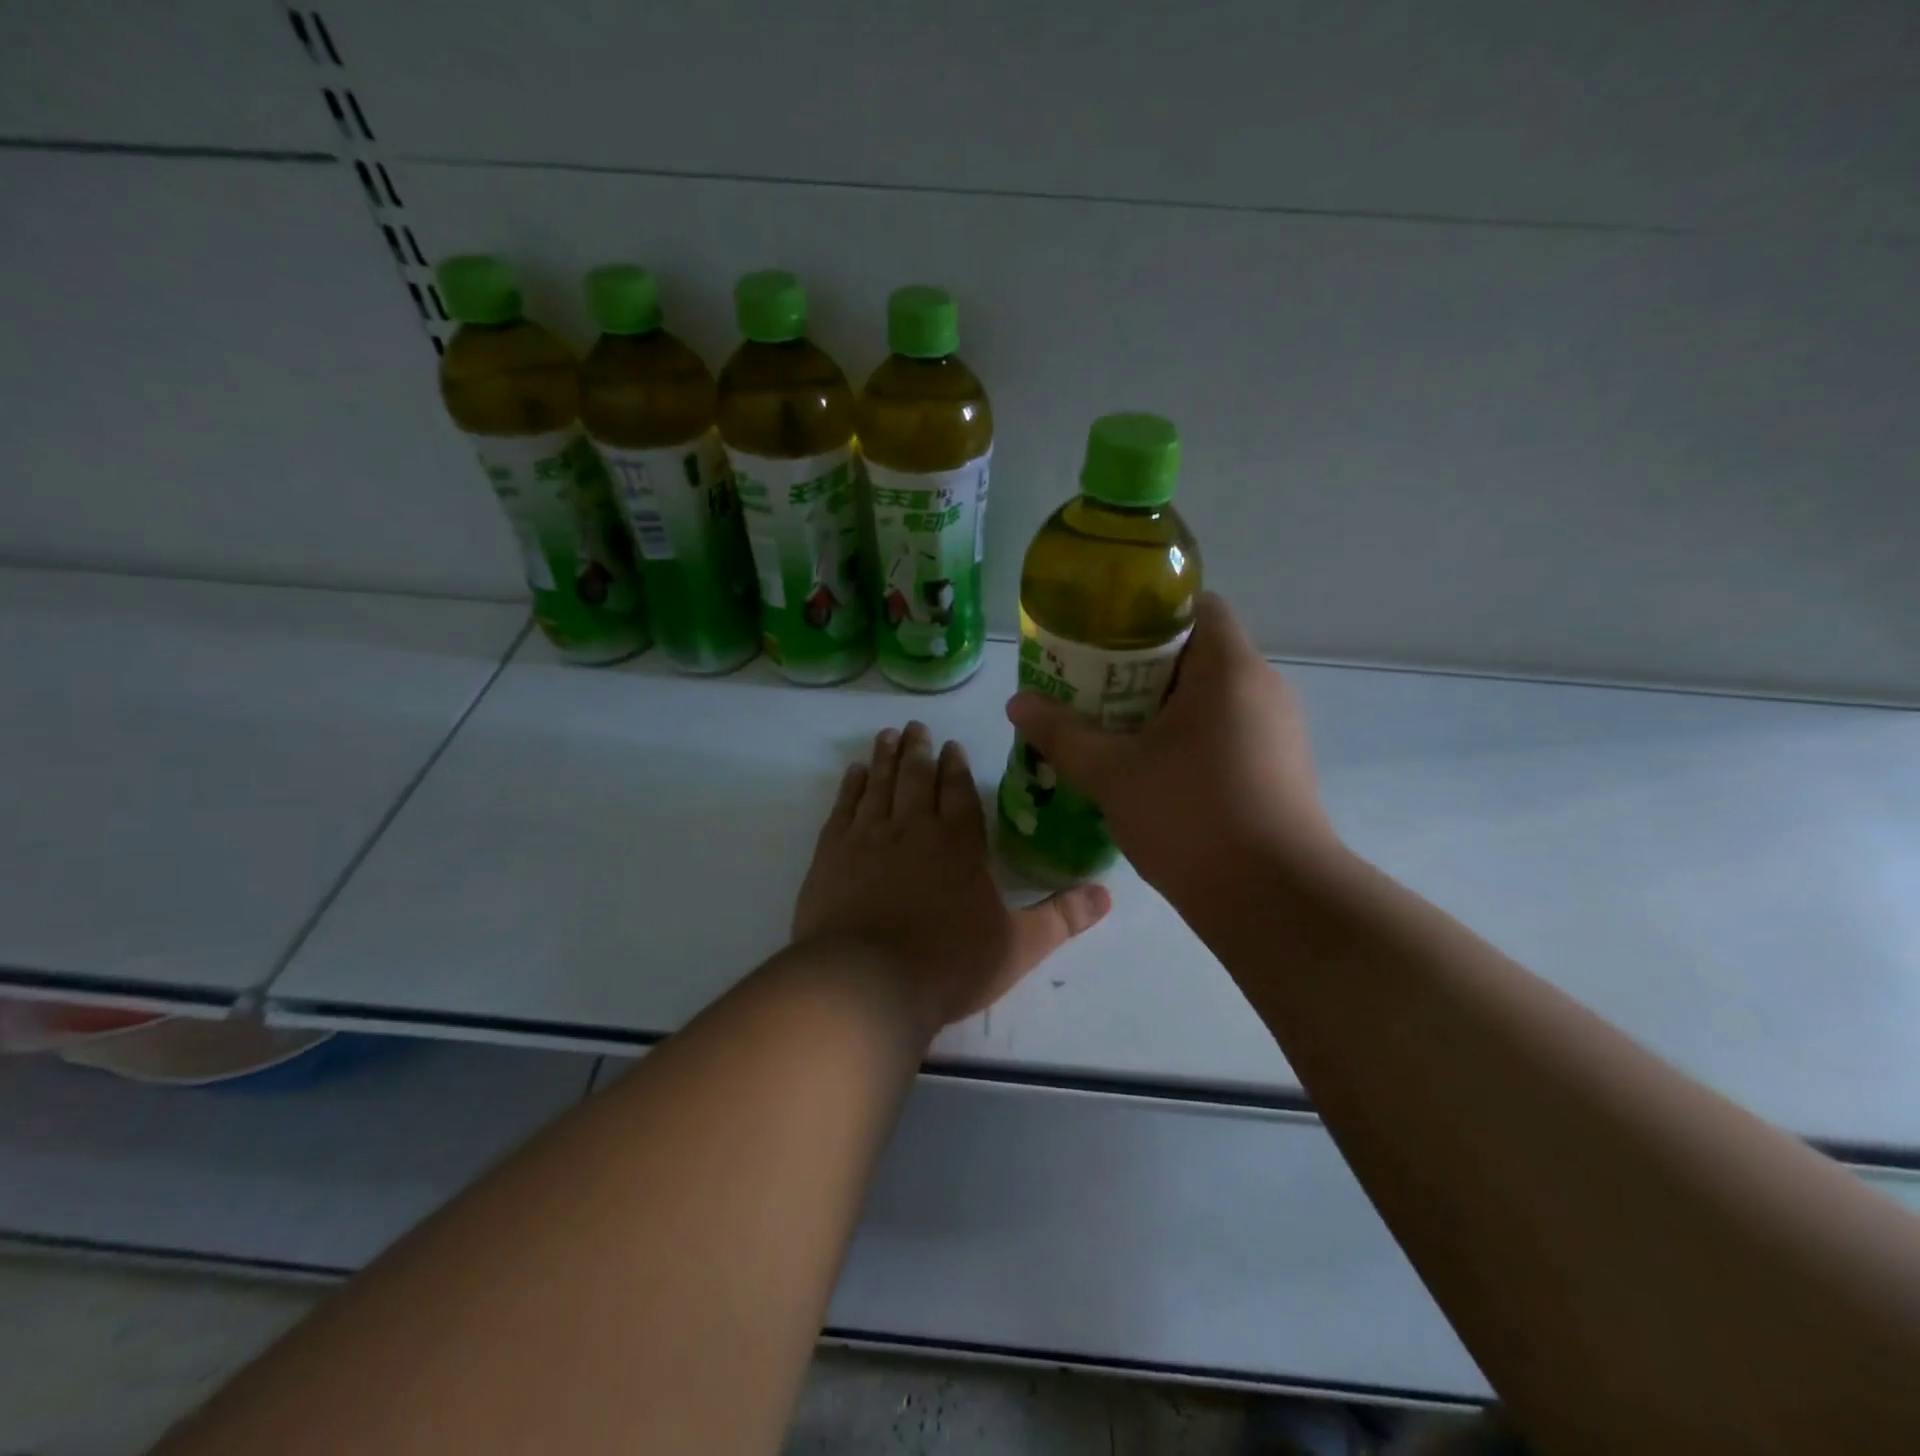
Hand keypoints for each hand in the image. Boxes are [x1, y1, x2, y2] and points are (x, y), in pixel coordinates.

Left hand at [793, 722, 1111, 1036]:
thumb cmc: (949, 963)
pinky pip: (843, 808)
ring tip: (887, 735)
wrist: (867, 983)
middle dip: (919, 750)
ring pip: (879, 784)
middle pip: (916, 777)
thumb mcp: (1019, 946)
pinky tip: (854, 773)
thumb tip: (1107, 893)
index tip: (951, 744)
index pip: (959, 791)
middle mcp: (913, 828)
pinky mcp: (831, 855)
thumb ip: (1062, 917)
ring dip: (885, 757)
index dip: (956, 766)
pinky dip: (850, 786)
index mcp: (959, 842)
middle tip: (915, 726)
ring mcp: (868, 838)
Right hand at [1005, 593, 1339, 903]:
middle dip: (1141, 667)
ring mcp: (1278, 730)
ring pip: (1211, 697)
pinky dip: (1188, 737)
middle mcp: (1263, 687)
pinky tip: (1151, 770)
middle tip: (1090, 689)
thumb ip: (1061, 733)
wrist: (1274, 901)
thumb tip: (1017, 703)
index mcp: (1228, 669)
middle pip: (1199, 652)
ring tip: (1112, 730)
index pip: (1198, 606)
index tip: (1103, 640)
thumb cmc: (1191, 818)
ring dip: (1163, 707)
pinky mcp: (1279, 768)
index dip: (1148, 614)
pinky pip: (1227, 731)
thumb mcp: (1112, 774)